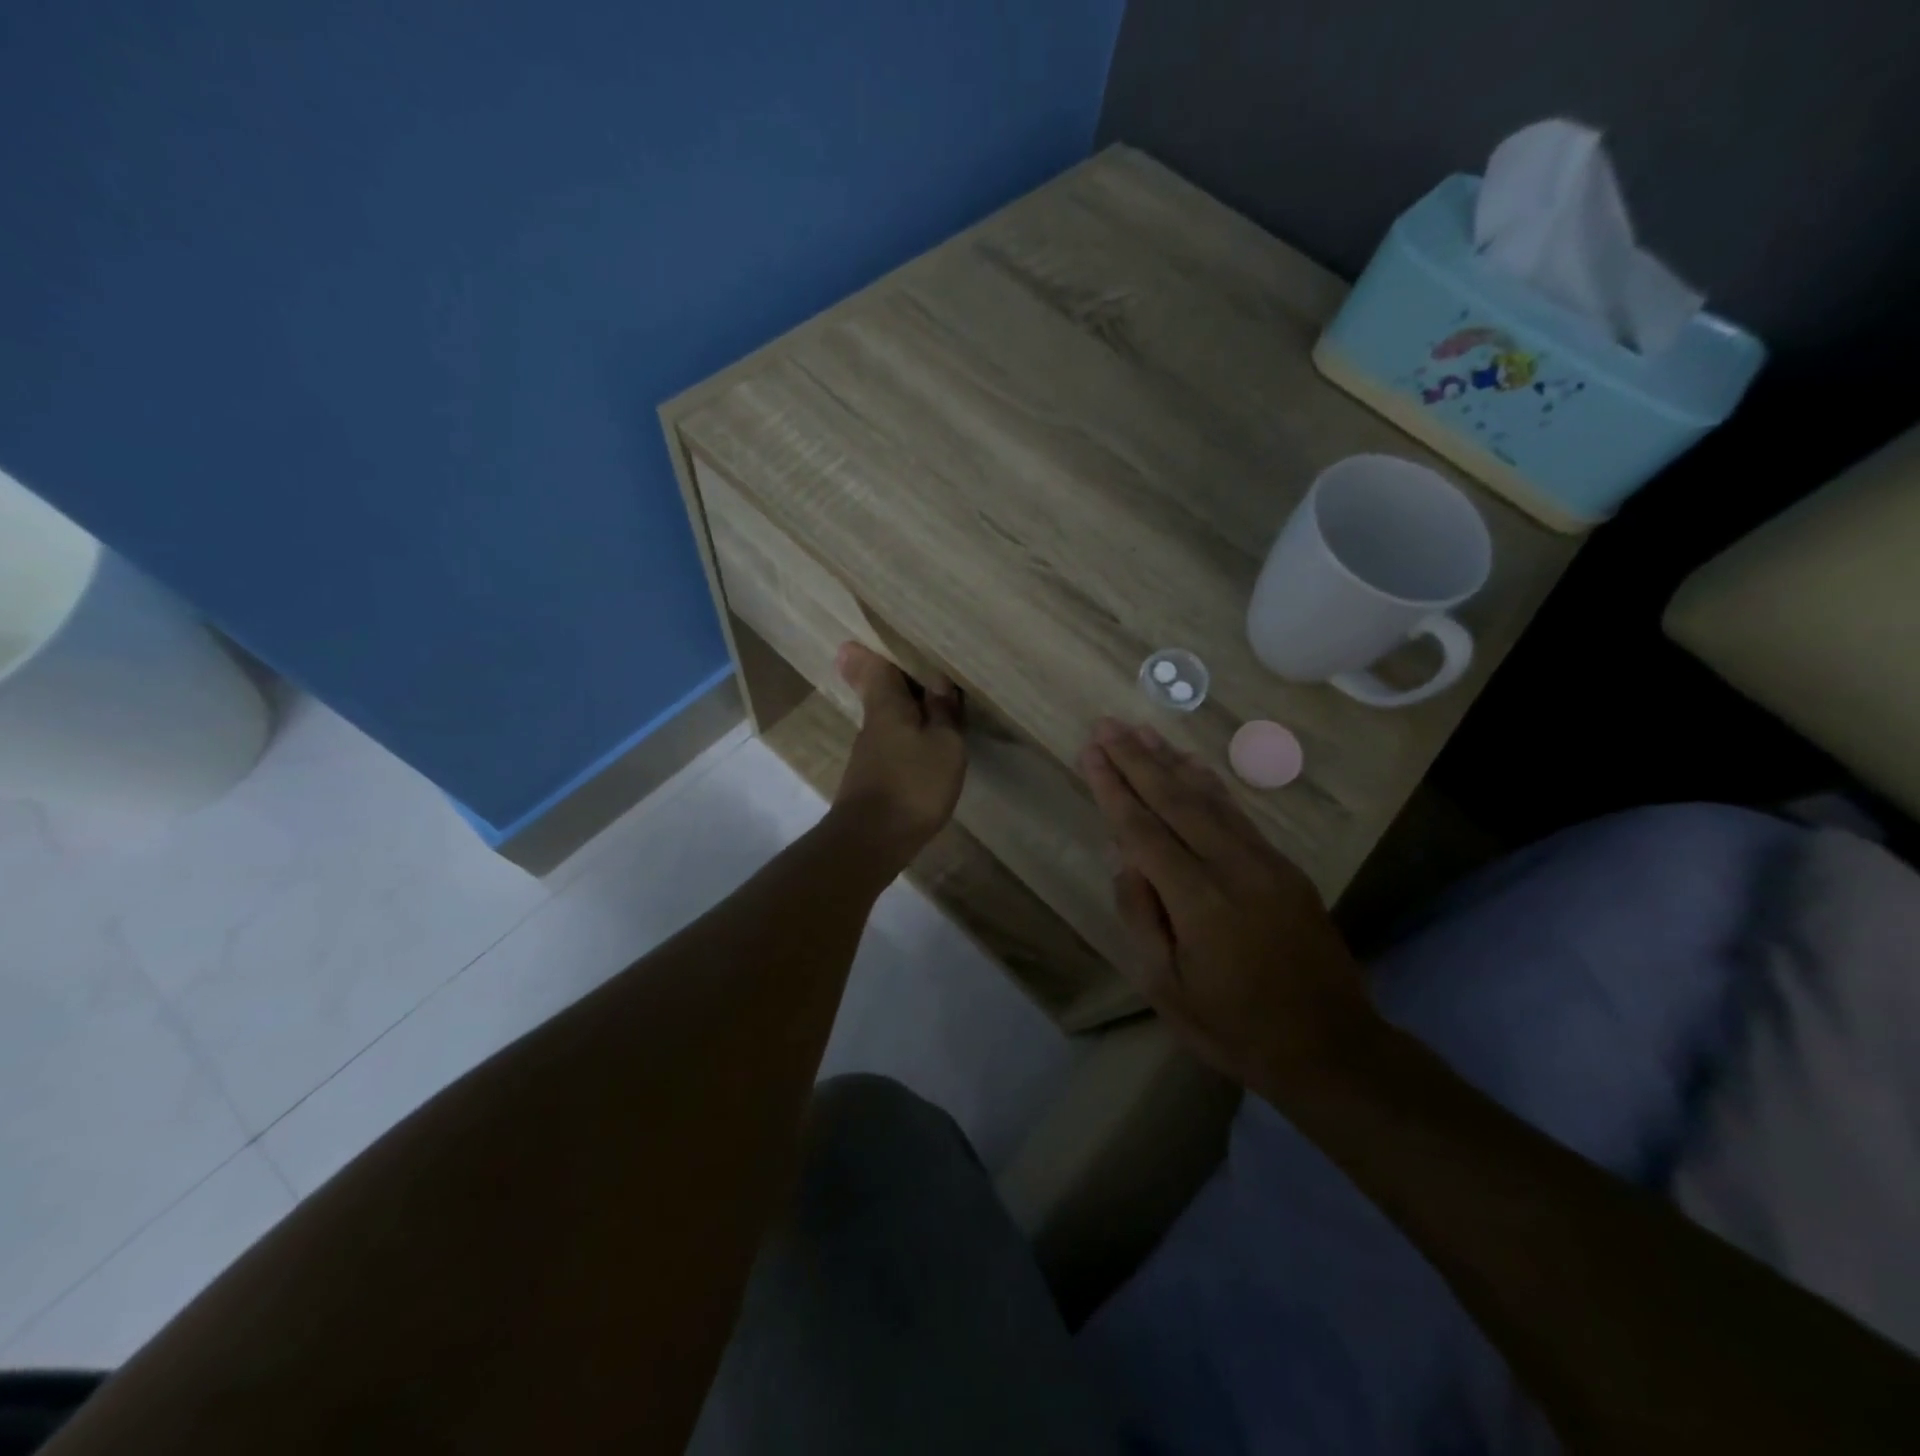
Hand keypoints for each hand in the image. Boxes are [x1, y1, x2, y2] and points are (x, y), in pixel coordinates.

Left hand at [831, 642, 966, 865]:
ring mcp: (869, 753)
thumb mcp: (944, 745)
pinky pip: (892, 742)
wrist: (872, 841)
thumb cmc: (912, 785)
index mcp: (886, 706)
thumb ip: (943, 712)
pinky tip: (926, 744)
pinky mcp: (873, 778)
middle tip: (915, 665)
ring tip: (935, 702)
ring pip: (887, 717)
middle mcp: (872, 723)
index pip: (875, 667)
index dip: (872, 651)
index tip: (866, 638)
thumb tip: (938, 681)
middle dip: (892, 677)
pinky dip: (908, 735)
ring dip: (906, 708)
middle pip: (879, 690)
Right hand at [1079, 718, 1377, 1095]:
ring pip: (1210, 799)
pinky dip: (1210, 785)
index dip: (1113, 788)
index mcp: (1199, 902)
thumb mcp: (1167, 988)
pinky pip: (1238, 815)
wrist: (1331, 1048)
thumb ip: (1142, 916)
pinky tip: (1192, 766)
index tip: (1090, 752)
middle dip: (1137, 760)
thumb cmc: (1234, 1028)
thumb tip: (1122, 857)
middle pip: (1175, 801)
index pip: (1143, 830)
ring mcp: (1265, 864)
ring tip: (1142, 731)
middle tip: (1107, 725)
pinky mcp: (1285, 868)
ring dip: (1171, 762)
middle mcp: (1233, 869)